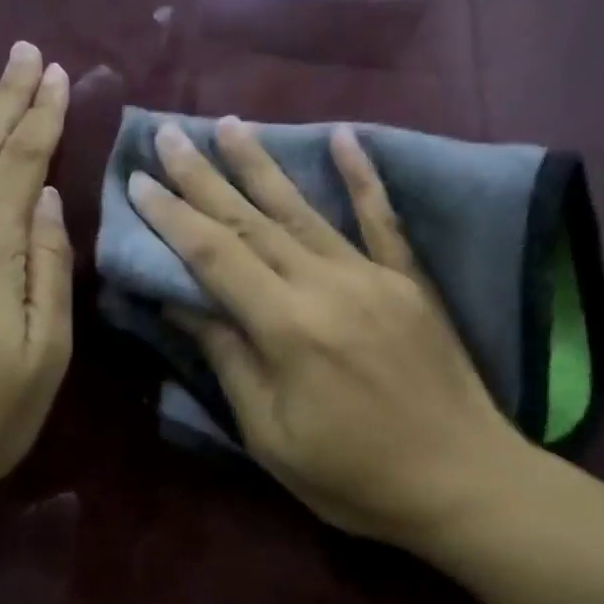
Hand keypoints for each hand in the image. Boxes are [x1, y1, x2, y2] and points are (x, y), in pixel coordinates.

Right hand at [129, 117, 530, 550]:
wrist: (464, 481)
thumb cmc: (355, 476)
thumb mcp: (271, 435)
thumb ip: (228, 359)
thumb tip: (181, 301)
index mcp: (286, 326)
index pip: (214, 255)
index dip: (172, 216)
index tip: (138, 180)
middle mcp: (325, 283)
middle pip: (250, 220)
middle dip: (203, 176)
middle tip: (168, 135)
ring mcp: (371, 274)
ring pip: (303, 208)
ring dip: (261, 163)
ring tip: (230, 123)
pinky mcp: (407, 278)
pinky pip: (382, 217)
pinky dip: (362, 175)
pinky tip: (344, 135)